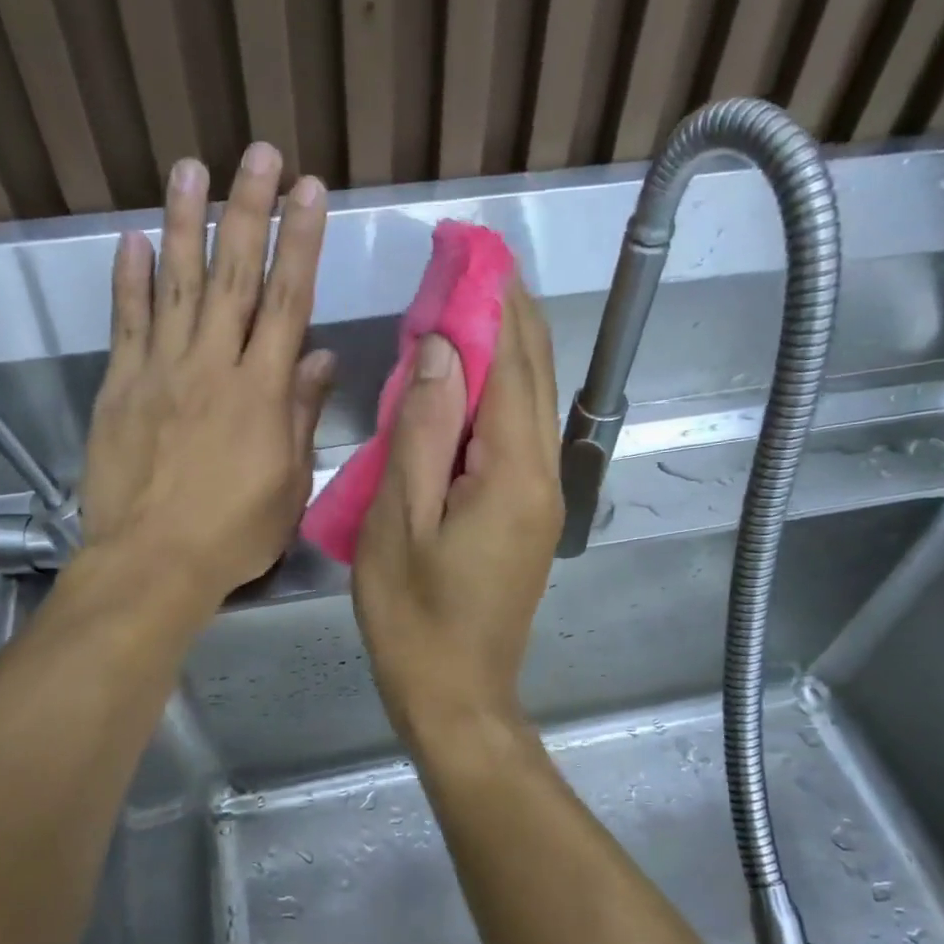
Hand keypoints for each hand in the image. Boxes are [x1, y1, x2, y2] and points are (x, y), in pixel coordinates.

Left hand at [79, 145, 334, 604]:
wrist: (152, 562)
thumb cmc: (234, 533)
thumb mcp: (289, 484)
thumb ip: (302, 415)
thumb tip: (319, 358)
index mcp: (262, 392)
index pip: (287, 301)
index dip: (300, 241)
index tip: (309, 190)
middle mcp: (213, 366)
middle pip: (234, 275)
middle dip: (250, 209)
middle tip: (258, 152)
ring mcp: (161, 371)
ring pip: (177, 284)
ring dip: (185, 223)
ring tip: (191, 168)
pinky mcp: (121, 386)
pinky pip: (127, 322)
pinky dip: (130, 279)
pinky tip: (133, 240)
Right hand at [352, 281, 563, 739]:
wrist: (456, 694)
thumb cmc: (414, 616)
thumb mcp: (398, 521)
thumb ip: (425, 432)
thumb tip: (447, 350)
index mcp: (514, 472)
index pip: (514, 363)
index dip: (493, 302)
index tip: (471, 250)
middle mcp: (544, 475)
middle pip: (535, 376)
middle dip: (508, 313)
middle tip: (471, 263)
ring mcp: (542, 498)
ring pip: (532, 404)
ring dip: (505, 351)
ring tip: (465, 306)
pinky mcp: (528, 516)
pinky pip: (519, 438)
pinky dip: (498, 397)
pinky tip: (466, 385)